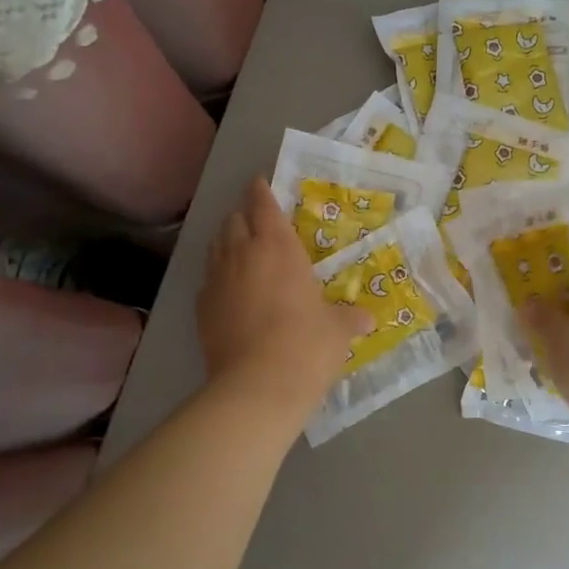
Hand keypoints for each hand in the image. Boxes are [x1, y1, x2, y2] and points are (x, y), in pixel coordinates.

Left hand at [198, 178, 371, 400]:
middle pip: (234, 220)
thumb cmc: (307, 346)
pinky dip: (218, 275)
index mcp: (278, 248)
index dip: (261, 190)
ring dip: (227, 240)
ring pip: (216, 246)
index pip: (264, 205)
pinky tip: (229, 289)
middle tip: (257, 219)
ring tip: (240, 246)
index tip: (260, 181)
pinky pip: (208, 279)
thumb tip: (367, 320)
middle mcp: (242, 255)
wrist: (257, 387)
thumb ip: (350, 319)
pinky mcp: (201, 309)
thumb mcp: (337, 331)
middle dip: (244, 214)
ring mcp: (217, 281)